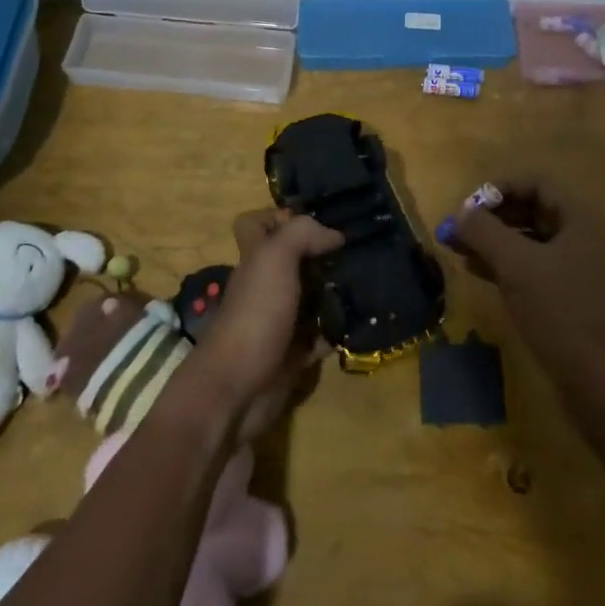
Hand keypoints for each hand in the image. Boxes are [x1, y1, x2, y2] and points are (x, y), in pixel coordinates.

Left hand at [185, 209, 342, 440]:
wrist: (237, 390)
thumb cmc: (254, 315)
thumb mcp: (275, 258)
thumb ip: (302, 234)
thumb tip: (334, 234)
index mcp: (256, 258)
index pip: (256, 224)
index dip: (277, 216)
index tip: (315, 221)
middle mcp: (266, 284)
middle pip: (293, 259)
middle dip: (323, 255)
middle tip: (357, 251)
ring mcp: (279, 319)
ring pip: (311, 296)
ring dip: (335, 293)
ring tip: (367, 282)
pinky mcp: (292, 353)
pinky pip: (320, 336)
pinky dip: (336, 331)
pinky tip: (357, 322)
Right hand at [439, 187, 604, 407]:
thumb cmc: (562, 315)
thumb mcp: (517, 267)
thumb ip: (485, 232)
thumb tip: (460, 212)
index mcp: (580, 220)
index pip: (536, 183)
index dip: (499, 188)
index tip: (468, 206)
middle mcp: (583, 237)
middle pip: (531, 210)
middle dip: (491, 216)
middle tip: (457, 229)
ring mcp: (579, 270)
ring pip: (529, 241)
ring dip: (494, 241)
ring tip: (458, 249)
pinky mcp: (571, 299)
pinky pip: (533, 268)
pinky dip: (505, 265)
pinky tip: (477, 272)